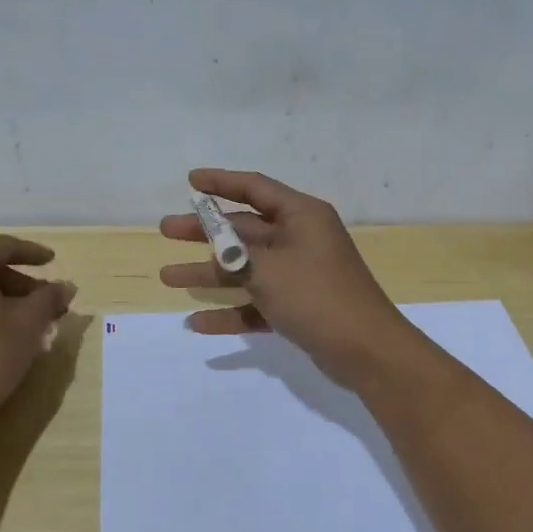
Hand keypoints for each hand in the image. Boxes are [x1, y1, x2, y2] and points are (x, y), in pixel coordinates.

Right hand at [159, 169, 426, 391]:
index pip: (255, 188)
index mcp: (301, 216)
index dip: (220, 182)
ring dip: (209, 273)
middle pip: (244, 229)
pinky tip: (197, 323)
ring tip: (168, 277)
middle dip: (205, 231)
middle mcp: (301, 239)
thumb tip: (218, 246)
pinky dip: (231, 311)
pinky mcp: (298, 307)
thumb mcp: (268, 268)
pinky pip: (257, 303)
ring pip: (246, 268)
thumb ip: (235, 254)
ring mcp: (300, 275)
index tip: (189, 181)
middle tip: (167, 229)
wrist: (366, 350)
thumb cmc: (316, 295)